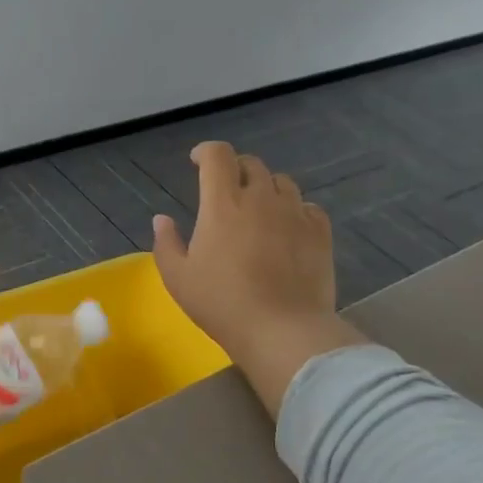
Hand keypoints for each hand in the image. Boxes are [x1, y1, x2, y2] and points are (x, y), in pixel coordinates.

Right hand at [152, 141, 365, 412]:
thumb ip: (166, 243)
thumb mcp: (178, 278)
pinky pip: (308, 206)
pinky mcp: (320, 232)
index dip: (206, 151)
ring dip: (266, 187)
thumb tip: (162, 219)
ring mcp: (294, 213)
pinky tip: (288, 227)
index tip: (197, 162)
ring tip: (259, 209)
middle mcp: (261, 198)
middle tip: (226, 190)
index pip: (218, 155)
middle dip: (235, 169)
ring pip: (281, 182)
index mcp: (222, 203)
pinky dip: (295, 209)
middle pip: (251, 164)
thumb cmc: (222, 303)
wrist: (282, 330)